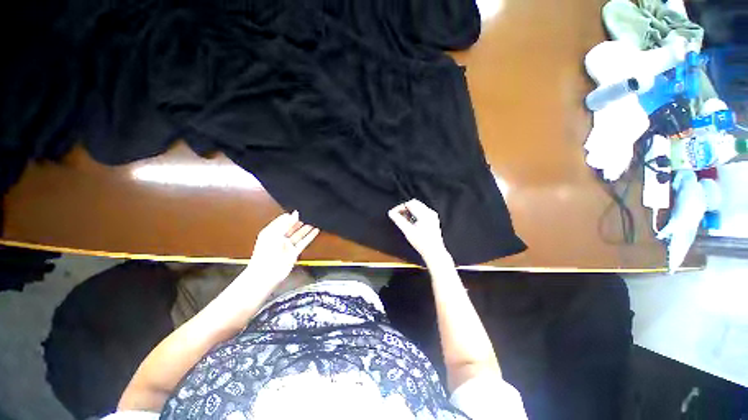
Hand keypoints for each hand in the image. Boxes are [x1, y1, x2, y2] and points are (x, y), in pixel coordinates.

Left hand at [247, 211, 319, 285]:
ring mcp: (287, 246)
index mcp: (271, 232)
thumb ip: (286, 223)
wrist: (266, 272)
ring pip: (298, 235)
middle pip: (291, 228)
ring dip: (306, 229)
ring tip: (313, 222)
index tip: (297, 212)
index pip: (281, 222)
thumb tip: (295, 214)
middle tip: (307, 215)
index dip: (289, 217)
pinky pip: (303, 242)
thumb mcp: (274, 233)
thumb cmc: (266, 252)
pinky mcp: (294, 252)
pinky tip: (315, 231)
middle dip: (298, 222)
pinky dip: (310, 236)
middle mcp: (279, 239)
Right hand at [388, 199, 450, 264]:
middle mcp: (430, 213)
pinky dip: (415, 214)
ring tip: (404, 220)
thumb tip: (391, 213)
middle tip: (398, 216)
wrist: (434, 252)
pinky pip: (422, 212)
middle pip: (414, 203)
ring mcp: (432, 216)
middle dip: (405, 208)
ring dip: (410, 211)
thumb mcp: (407, 231)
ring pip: (418, 207)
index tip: (394, 213)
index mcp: (424, 214)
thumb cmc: (422, 243)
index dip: (400, 207)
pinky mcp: (433, 220)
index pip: (410, 203)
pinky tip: (412, 222)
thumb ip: (398, 220)